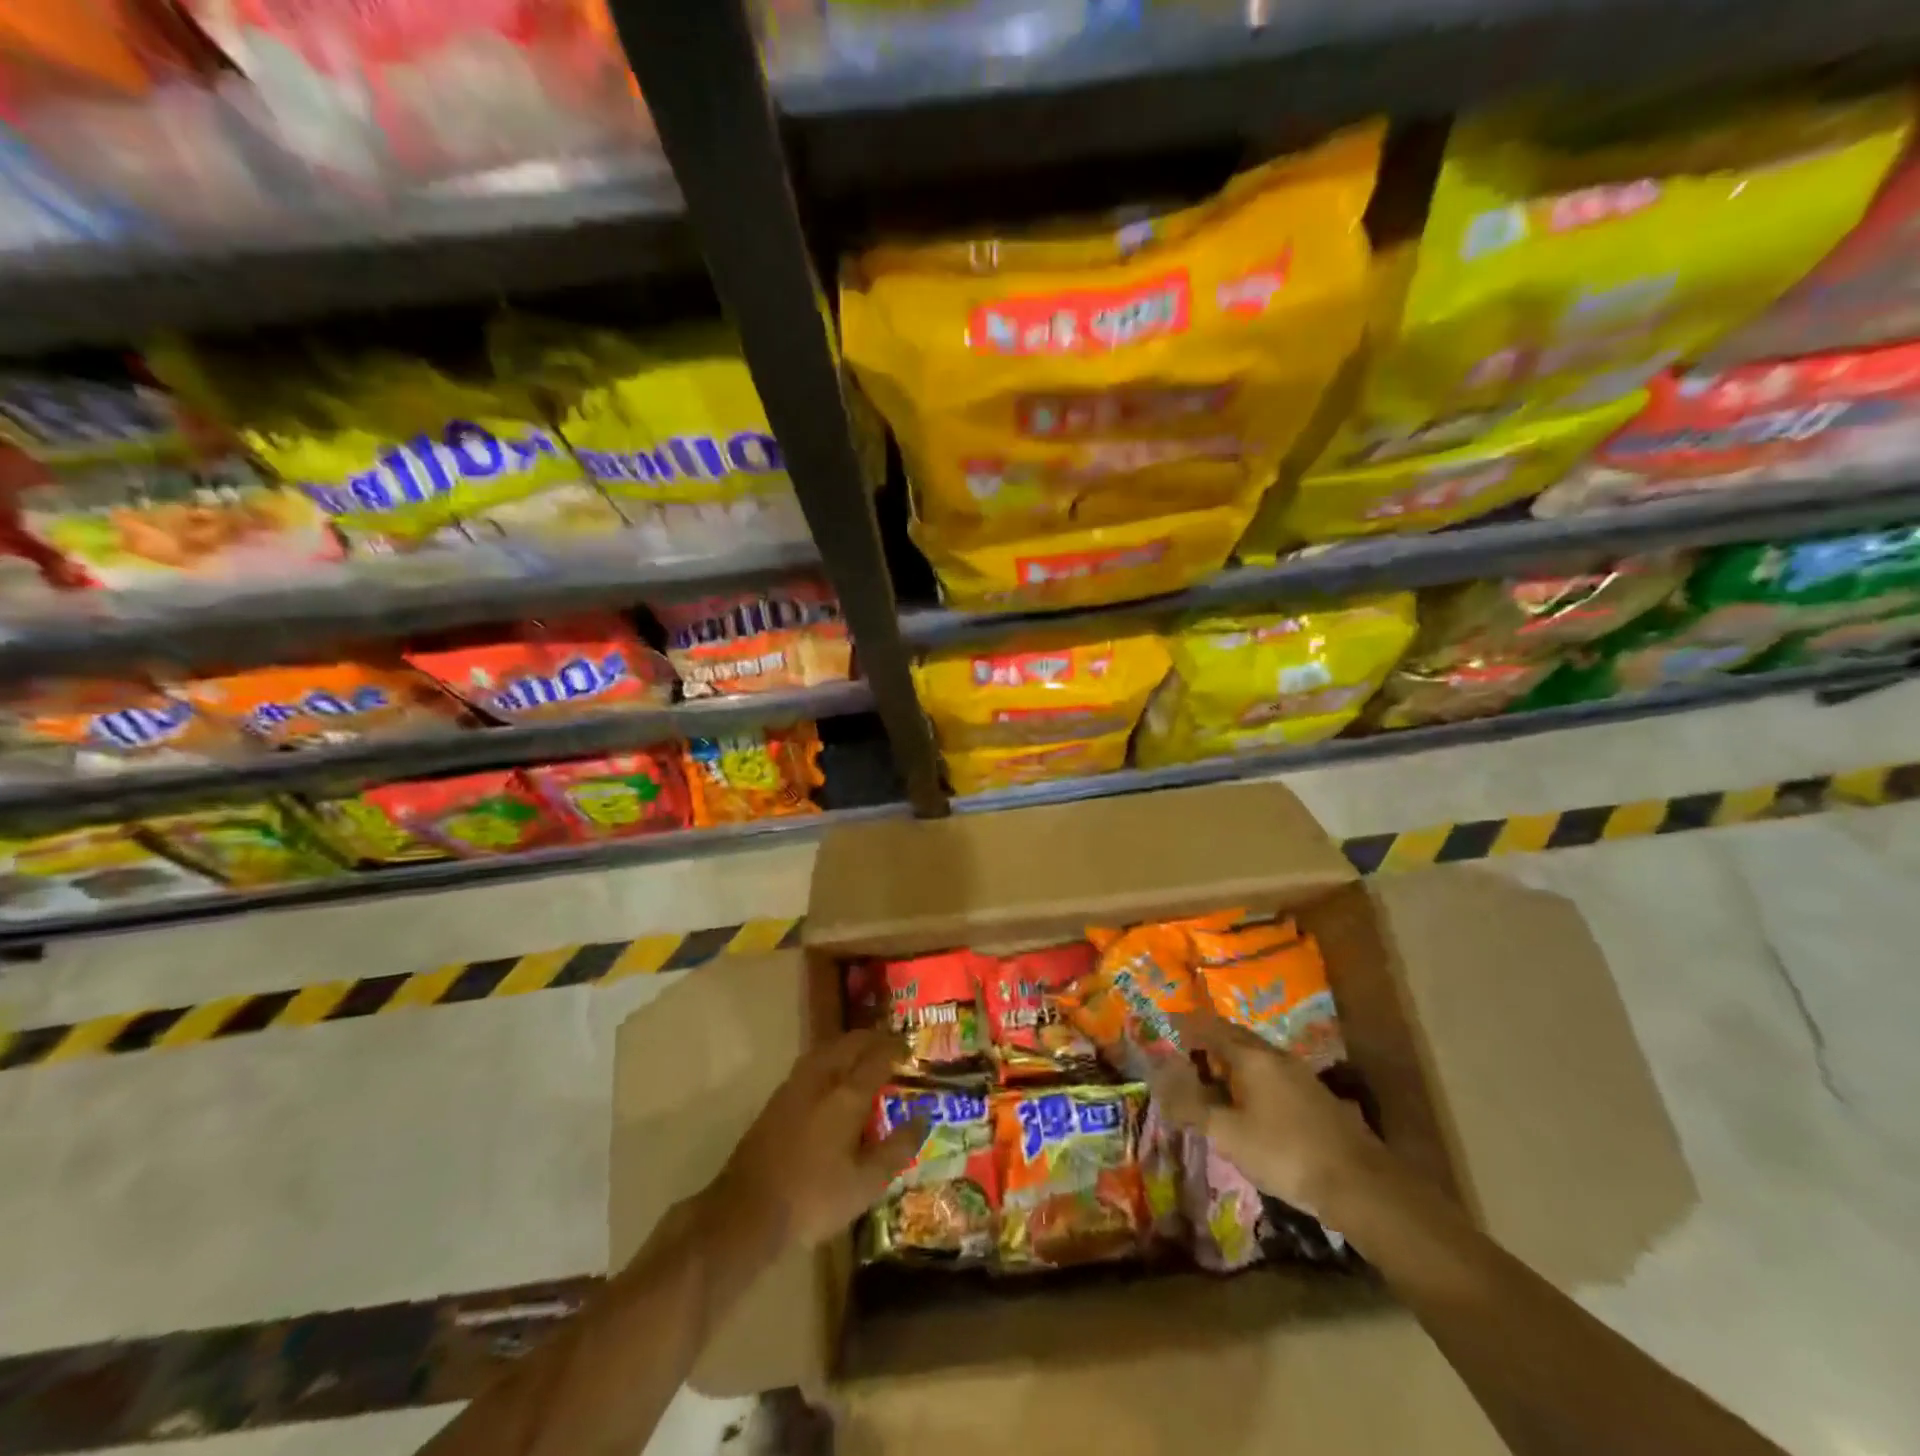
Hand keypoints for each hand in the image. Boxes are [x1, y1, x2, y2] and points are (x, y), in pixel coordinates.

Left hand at [713, 1028, 925, 1249]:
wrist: (746, 1211)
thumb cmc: (813, 1198)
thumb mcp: (865, 1184)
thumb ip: (897, 1149)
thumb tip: (923, 1118)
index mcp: (846, 1095)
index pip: (876, 1058)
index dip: (895, 1049)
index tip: (910, 1049)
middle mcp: (821, 1079)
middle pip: (850, 1044)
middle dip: (872, 1040)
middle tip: (891, 1046)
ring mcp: (795, 1085)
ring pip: (827, 1049)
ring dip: (849, 1045)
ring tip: (864, 1054)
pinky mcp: (777, 1098)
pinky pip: (812, 1062)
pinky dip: (830, 1058)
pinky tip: (833, 1076)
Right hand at [1150, 1012, 1383, 1218]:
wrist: (1360, 1184)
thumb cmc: (1285, 1153)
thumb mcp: (1228, 1134)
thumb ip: (1191, 1106)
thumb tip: (1158, 1080)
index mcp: (1251, 1056)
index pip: (1210, 1027)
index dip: (1186, 1026)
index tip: (1166, 1028)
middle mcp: (1275, 1056)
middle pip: (1235, 1037)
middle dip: (1208, 1041)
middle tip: (1185, 1054)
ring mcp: (1300, 1075)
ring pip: (1256, 1056)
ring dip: (1231, 1061)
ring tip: (1212, 1080)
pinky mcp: (1316, 1097)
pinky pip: (1272, 1074)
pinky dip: (1251, 1079)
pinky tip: (1250, 1105)